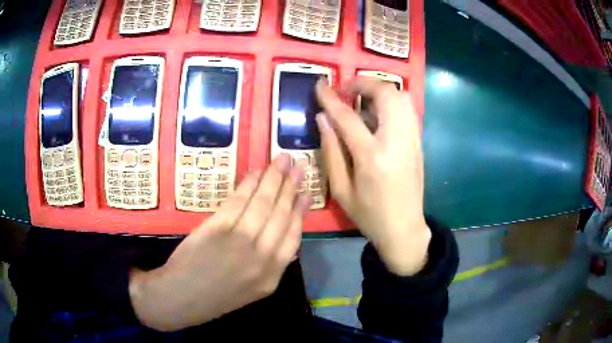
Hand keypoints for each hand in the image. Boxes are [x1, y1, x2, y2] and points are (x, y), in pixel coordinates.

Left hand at [129, 155, 309, 330]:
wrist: (182, 298)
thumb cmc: (216, 296)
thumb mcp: (254, 289)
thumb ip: (271, 264)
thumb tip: (284, 233)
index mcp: (272, 276)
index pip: (293, 237)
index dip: (300, 211)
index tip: (307, 193)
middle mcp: (261, 258)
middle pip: (280, 216)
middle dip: (290, 188)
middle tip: (297, 167)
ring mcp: (239, 242)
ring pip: (263, 204)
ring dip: (273, 179)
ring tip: (282, 161)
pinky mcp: (217, 229)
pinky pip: (238, 202)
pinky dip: (248, 185)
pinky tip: (256, 173)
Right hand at [315, 78, 430, 275]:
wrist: (404, 229)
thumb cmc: (369, 215)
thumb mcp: (341, 190)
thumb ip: (330, 151)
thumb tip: (322, 118)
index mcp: (372, 158)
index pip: (348, 117)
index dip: (331, 98)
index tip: (319, 85)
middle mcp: (397, 142)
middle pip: (386, 94)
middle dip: (363, 83)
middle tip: (346, 91)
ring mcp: (412, 140)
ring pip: (402, 97)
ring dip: (380, 90)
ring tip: (362, 100)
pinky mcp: (419, 143)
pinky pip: (408, 110)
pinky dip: (392, 102)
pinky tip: (378, 114)